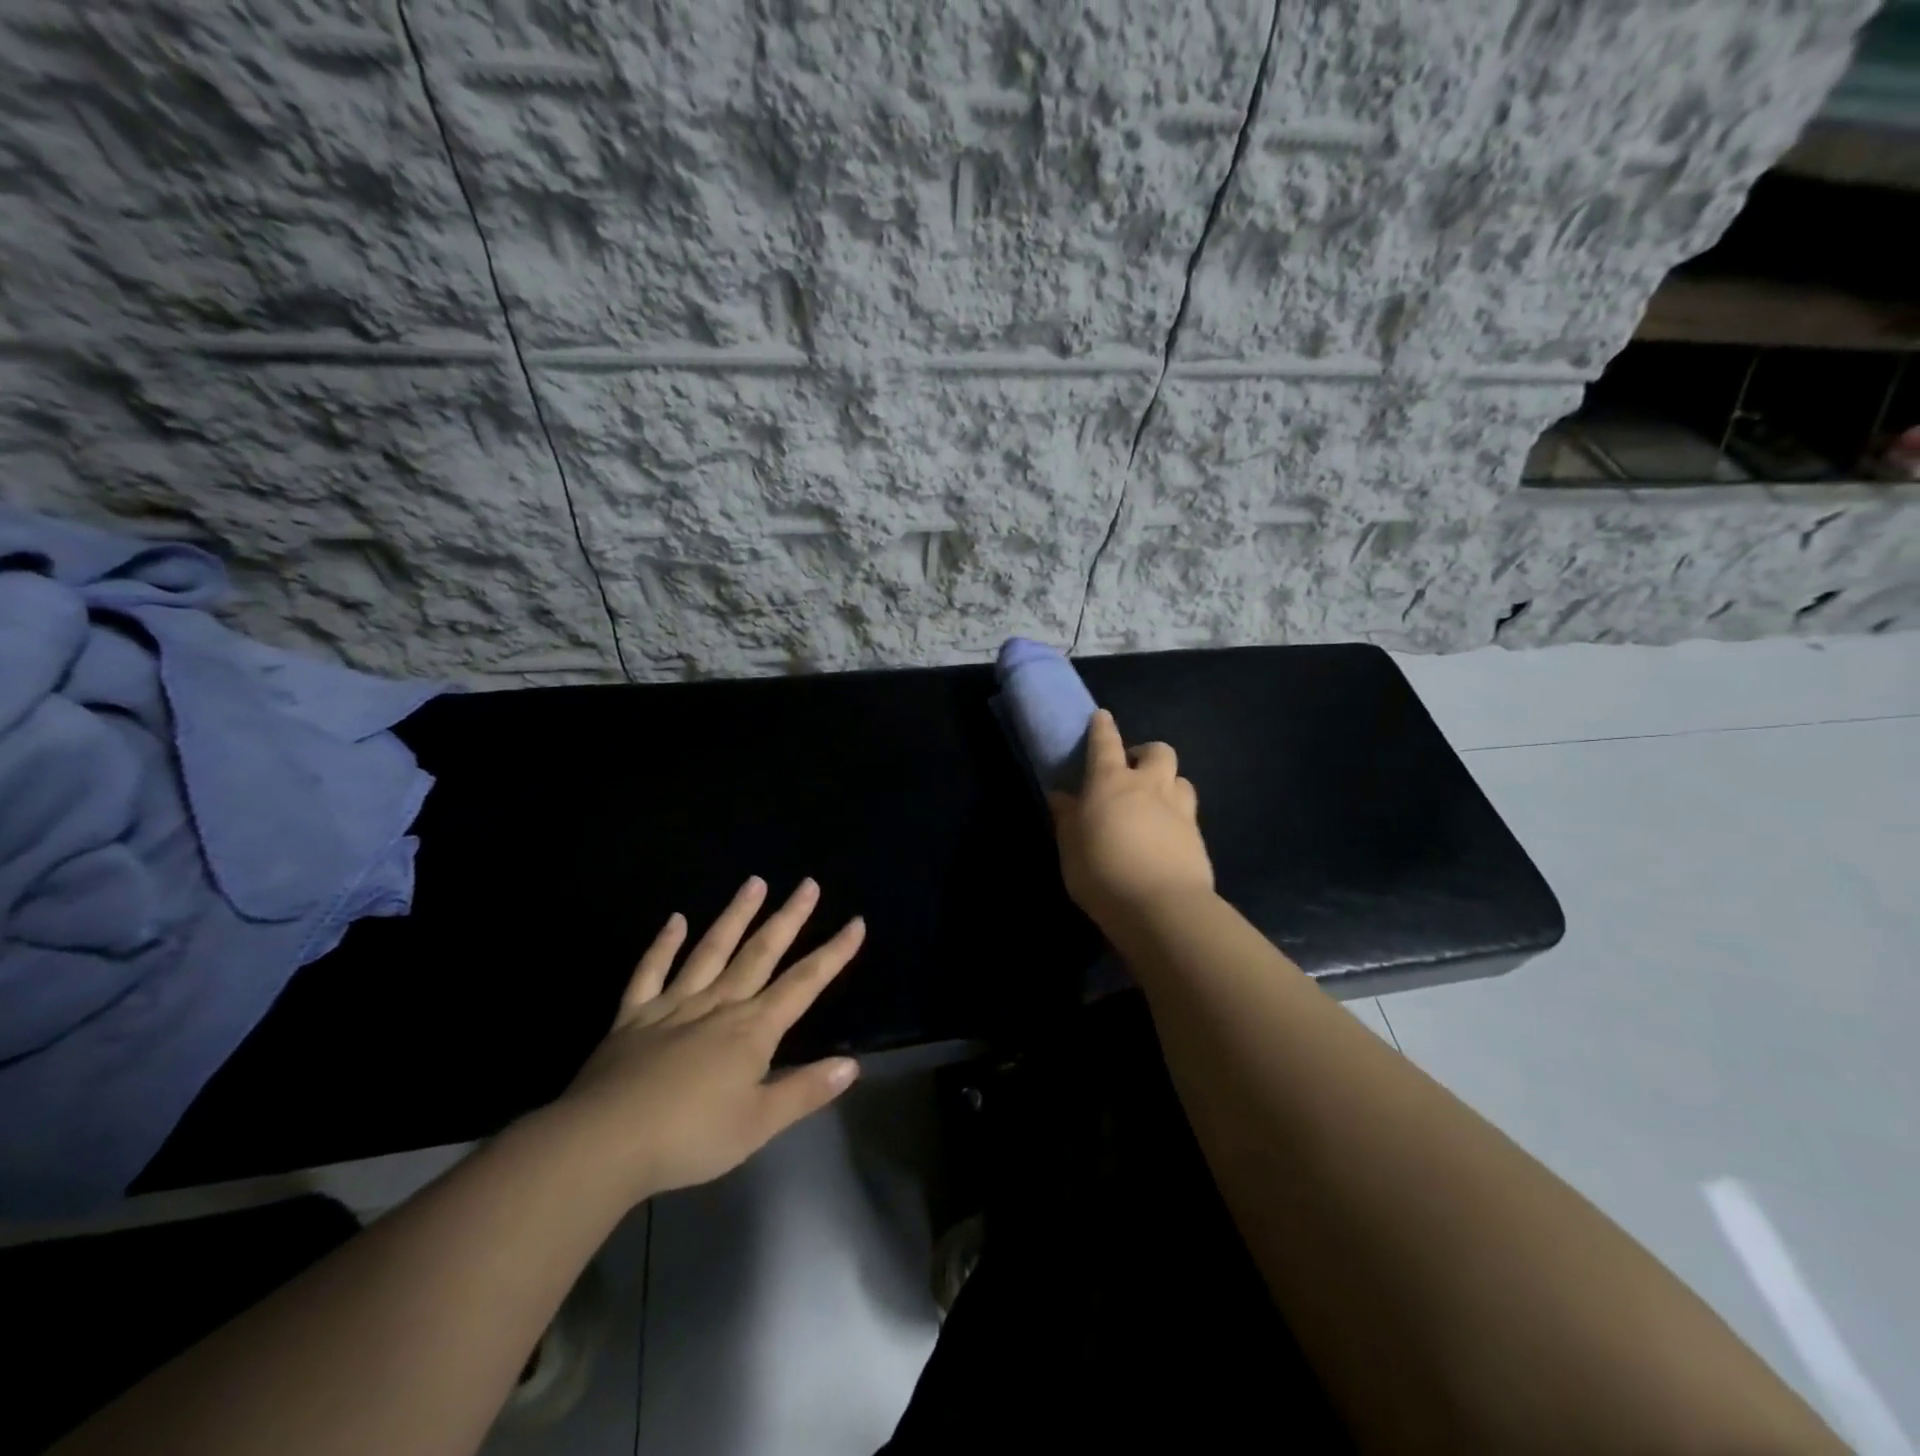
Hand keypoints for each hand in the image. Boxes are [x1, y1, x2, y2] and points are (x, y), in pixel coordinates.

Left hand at [546, 877, 863, 1202]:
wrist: (603, 1145)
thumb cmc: (689, 1138)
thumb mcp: (757, 1125)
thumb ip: (805, 1091)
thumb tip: (852, 1064)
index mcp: (751, 1031)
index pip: (803, 984)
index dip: (832, 954)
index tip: (855, 923)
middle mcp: (718, 1006)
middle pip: (760, 954)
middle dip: (788, 919)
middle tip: (808, 884)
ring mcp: (673, 1006)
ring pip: (711, 951)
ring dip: (735, 916)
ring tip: (755, 882)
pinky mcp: (633, 1017)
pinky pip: (650, 973)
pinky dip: (663, 945)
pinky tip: (676, 920)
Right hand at [1048, 709, 1213, 928]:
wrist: (1161, 907)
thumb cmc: (1102, 872)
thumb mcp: (1070, 848)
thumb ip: (1067, 819)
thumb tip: (1061, 796)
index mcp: (1110, 782)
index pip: (1106, 744)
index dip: (1103, 728)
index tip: (1102, 717)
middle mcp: (1148, 786)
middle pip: (1157, 751)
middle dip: (1146, 753)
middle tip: (1133, 771)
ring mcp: (1179, 809)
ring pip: (1181, 778)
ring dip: (1168, 782)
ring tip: (1156, 801)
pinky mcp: (1198, 836)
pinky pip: (1189, 812)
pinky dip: (1178, 815)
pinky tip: (1168, 835)